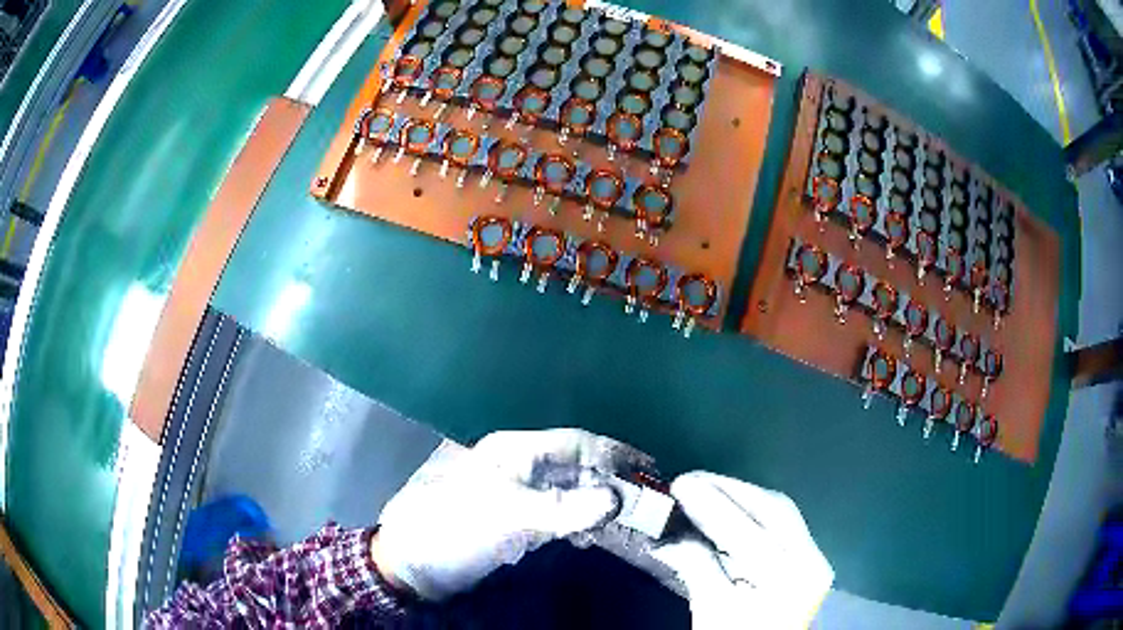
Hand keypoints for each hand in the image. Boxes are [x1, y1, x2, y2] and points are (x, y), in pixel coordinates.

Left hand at [374, 428, 649, 600]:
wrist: (414, 561)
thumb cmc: (455, 529)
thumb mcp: (507, 517)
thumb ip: (562, 508)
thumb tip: (616, 499)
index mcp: (515, 451)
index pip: (577, 444)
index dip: (616, 454)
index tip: (652, 468)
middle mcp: (519, 465)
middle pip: (577, 465)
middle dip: (613, 479)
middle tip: (649, 498)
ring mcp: (517, 493)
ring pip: (570, 489)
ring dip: (598, 502)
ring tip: (629, 519)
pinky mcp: (515, 518)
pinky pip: (558, 512)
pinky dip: (579, 520)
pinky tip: (590, 535)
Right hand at [652, 472, 833, 628]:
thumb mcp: (711, 610)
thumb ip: (697, 567)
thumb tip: (671, 534)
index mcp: (787, 580)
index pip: (750, 533)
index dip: (713, 505)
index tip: (680, 485)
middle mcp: (810, 561)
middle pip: (774, 510)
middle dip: (731, 489)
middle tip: (690, 479)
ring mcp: (812, 557)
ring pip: (780, 512)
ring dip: (741, 496)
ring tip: (704, 487)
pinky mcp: (806, 557)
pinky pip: (781, 523)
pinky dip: (752, 511)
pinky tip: (727, 506)